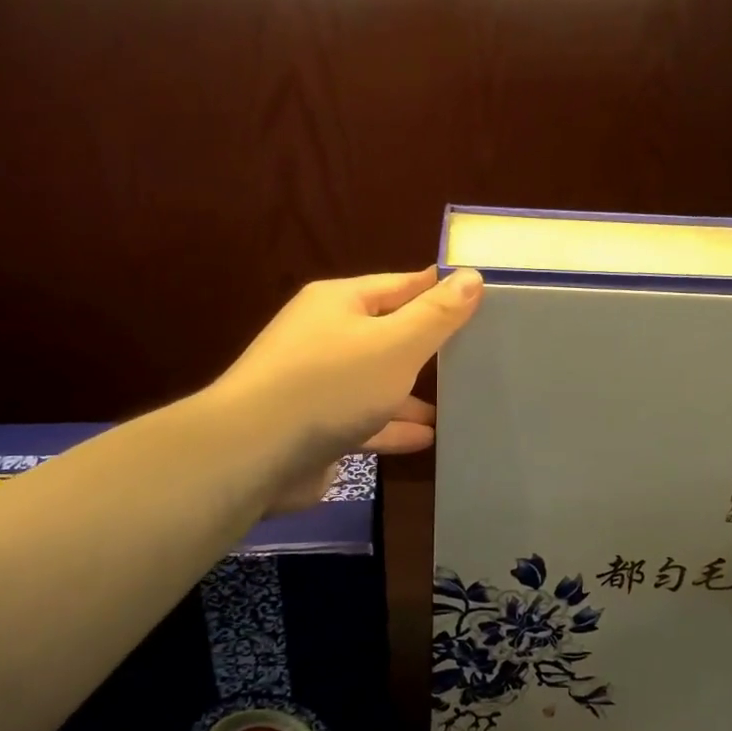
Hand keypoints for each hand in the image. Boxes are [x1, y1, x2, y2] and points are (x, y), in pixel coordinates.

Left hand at [214, 267, 483, 512]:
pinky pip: (364, 421)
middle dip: (428, 346)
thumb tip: (472, 276)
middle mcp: (325, 336)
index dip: (439, 290)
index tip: (479, 296)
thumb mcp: (395, 344)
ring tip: (455, 403)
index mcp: (340, 303)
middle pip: (387, 334)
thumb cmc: (331, 385)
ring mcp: (317, 385)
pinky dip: (393, 428)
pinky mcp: (315, 428)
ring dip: (412, 393)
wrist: (252, 454)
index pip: (401, 285)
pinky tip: (426, 438)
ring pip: (376, 382)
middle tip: (476, 354)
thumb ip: (436, 314)